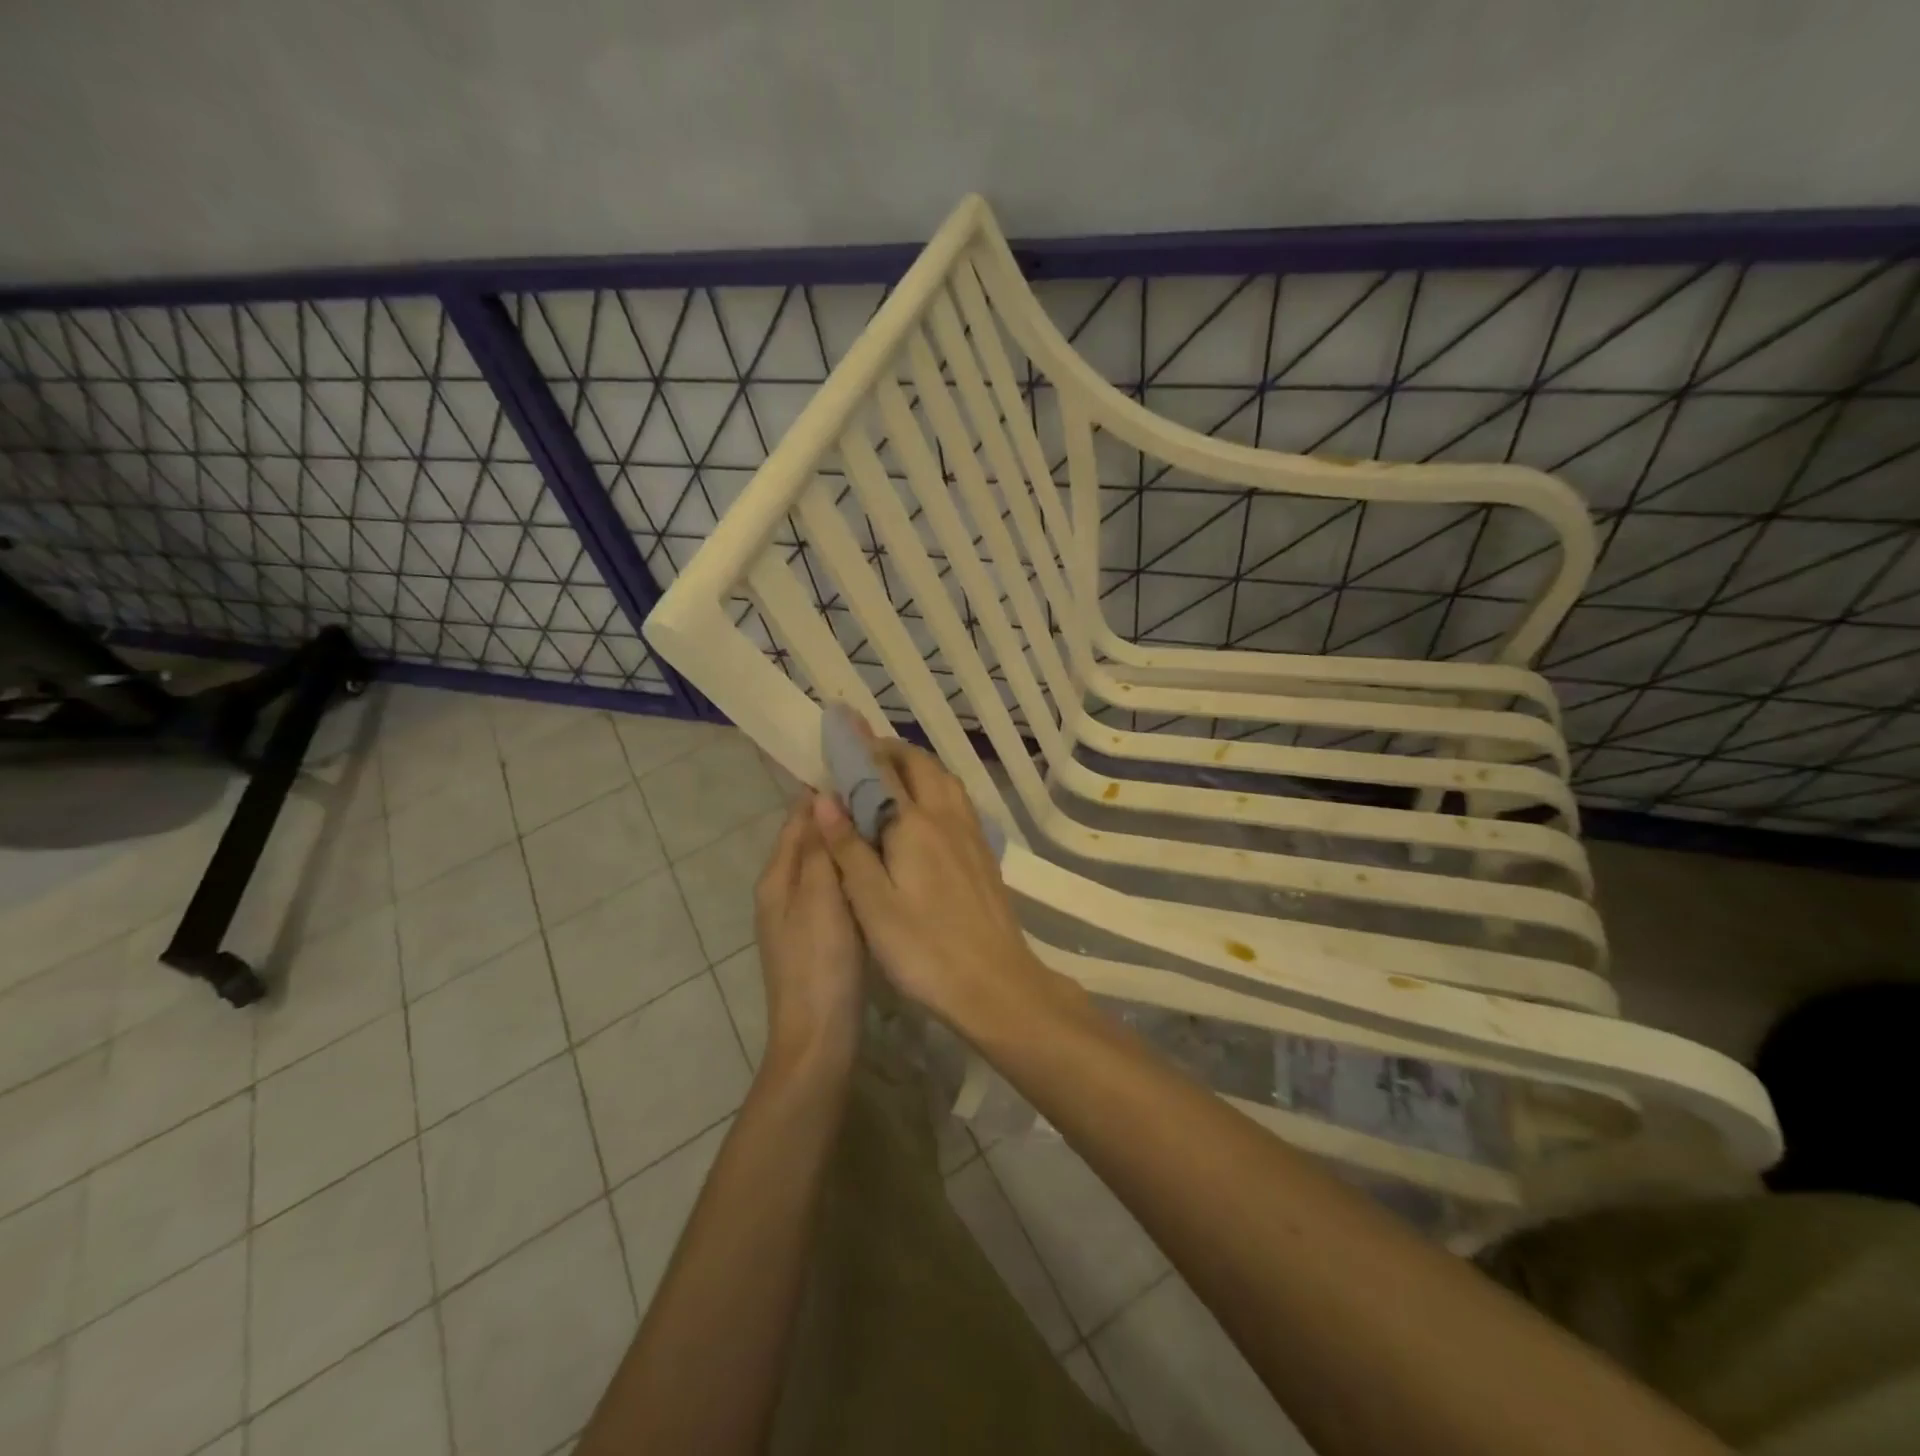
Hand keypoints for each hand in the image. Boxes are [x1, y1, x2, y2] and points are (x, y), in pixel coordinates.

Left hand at [754, 794, 864, 1067]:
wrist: (819, 1037)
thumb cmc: (819, 963)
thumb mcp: (820, 899)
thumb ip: (819, 849)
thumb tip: (820, 799)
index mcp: (778, 878)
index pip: (798, 819)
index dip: (824, 793)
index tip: (860, 768)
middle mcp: (784, 891)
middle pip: (811, 840)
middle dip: (841, 816)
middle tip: (885, 794)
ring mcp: (802, 915)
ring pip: (827, 864)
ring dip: (850, 843)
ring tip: (889, 822)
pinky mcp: (822, 935)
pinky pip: (838, 889)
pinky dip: (856, 872)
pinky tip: (883, 868)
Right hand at [810, 738, 1053, 1032]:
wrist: (996, 983)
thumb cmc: (924, 948)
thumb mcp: (872, 903)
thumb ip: (848, 847)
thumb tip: (824, 797)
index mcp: (914, 824)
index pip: (883, 771)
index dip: (859, 747)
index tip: (840, 724)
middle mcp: (946, 817)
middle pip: (921, 766)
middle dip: (891, 751)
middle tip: (862, 756)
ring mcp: (971, 834)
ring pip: (945, 780)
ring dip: (917, 767)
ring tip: (891, 776)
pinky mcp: (983, 853)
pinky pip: (958, 802)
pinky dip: (936, 788)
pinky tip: (926, 812)